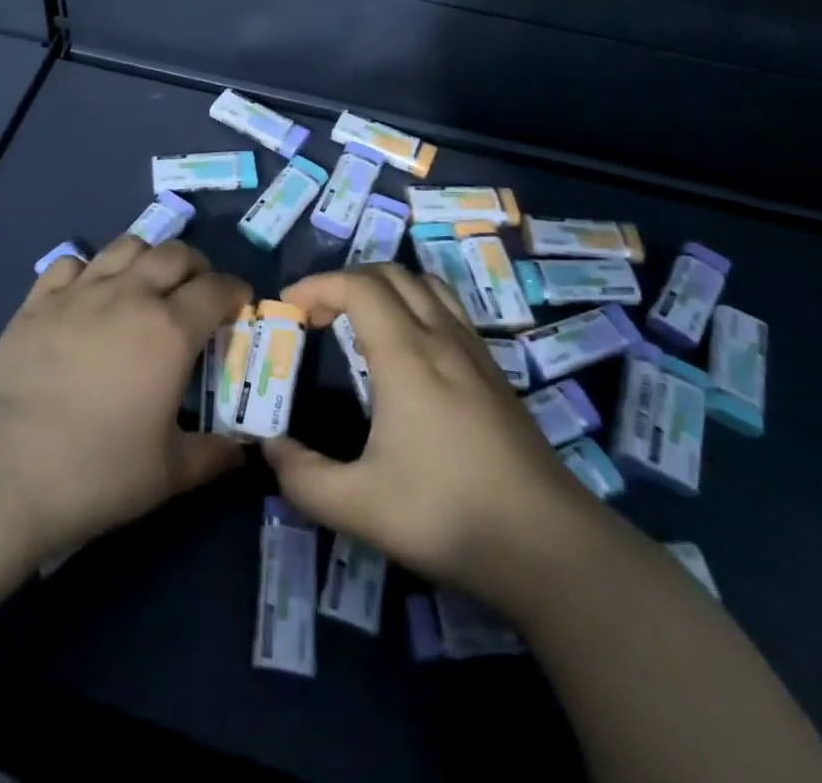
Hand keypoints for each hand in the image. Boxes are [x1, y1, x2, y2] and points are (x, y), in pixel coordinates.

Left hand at [0, 235, 248, 562]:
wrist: (1, 467)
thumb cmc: (95, 471)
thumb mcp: (167, 474)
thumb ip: (213, 456)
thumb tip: (242, 453)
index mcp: (170, 329)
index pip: (217, 289)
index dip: (235, 290)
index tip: (240, 303)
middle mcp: (130, 295)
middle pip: (175, 253)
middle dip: (197, 266)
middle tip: (198, 292)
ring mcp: (80, 291)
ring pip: (126, 245)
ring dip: (148, 256)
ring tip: (147, 283)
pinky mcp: (39, 299)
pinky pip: (72, 262)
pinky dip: (90, 269)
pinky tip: (88, 294)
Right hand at [263, 264, 600, 605]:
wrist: (550, 547)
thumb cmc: (448, 515)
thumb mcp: (358, 506)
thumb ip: (302, 477)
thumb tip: (271, 447)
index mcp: (406, 355)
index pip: (357, 285)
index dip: (316, 284)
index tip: (289, 308)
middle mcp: (440, 338)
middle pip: (390, 274)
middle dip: (344, 281)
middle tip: (318, 316)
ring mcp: (474, 352)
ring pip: (426, 285)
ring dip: (384, 288)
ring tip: (359, 323)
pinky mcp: (495, 373)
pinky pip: (449, 310)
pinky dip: (415, 306)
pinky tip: (409, 351)